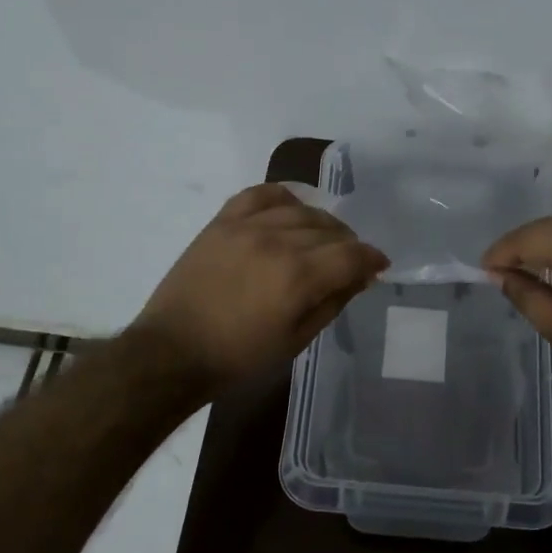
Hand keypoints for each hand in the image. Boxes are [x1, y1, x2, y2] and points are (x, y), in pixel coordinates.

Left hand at [133, 183, 388, 395]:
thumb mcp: (296, 340)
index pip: (351, 254)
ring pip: (300, 210)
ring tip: (322, 239)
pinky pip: (260, 194)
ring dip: (321, 223)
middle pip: (330, 230)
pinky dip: (282, 198)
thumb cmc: (239, 357)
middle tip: (348, 260)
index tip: (378, 265)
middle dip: (348, 244)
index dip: (372, 258)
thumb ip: (332, 302)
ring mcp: (247, 227)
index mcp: (298, 277)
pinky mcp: (222, 222)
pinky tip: (290, 210)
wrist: (173, 351)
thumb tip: (361, 276)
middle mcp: (277, 242)